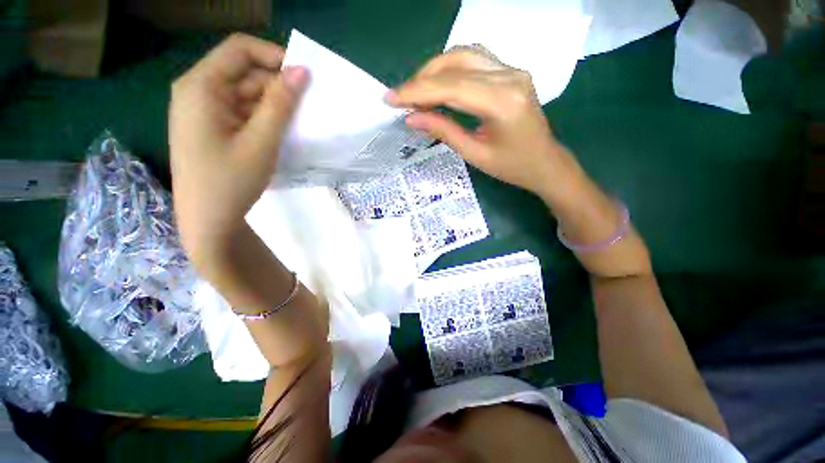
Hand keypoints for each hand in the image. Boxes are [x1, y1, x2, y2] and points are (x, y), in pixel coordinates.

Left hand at [169, 33, 308, 268]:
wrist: (207, 221)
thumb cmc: (230, 182)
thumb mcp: (260, 142)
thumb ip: (280, 104)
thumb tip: (302, 71)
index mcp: (201, 86)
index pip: (240, 50)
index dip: (275, 56)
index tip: (305, 79)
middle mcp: (198, 91)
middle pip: (244, 72)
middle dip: (278, 86)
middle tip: (309, 107)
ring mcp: (204, 110)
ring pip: (246, 94)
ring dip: (274, 105)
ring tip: (301, 122)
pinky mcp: (213, 127)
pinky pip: (243, 111)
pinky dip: (264, 118)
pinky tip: (282, 132)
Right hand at [386, 49, 575, 197]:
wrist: (545, 162)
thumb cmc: (512, 167)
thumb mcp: (474, 155)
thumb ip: (443, 132)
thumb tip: (411, 119)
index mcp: (503, 103)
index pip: (452, 86)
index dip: (417, 91)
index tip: (390, 99)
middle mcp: (510, 77)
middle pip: (456, 63)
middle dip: (422, 79)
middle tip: (401, 98)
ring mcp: (513, 70)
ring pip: (464, 54)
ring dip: (435, 70)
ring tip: (416, 92)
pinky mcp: (511, 71)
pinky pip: (475, 59)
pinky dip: (451, 69)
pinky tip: (439, 84)